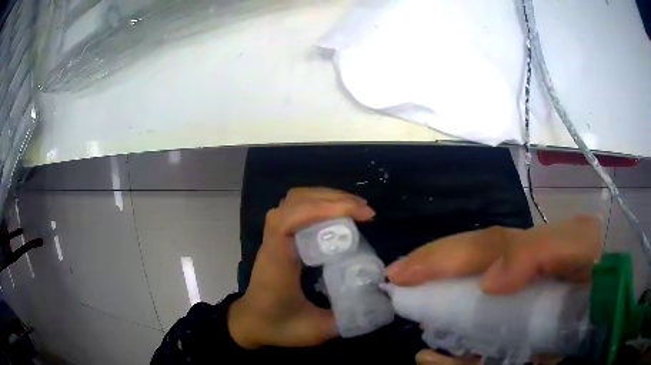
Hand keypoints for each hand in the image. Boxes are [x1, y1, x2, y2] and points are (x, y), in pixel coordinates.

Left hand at [228, 187, 375, 348]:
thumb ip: (347, 318)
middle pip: (295, 201)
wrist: (249, 323)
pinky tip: (339, 215)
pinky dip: (320, 203)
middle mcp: (273, 241)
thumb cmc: (276, 326)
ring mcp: (274, 236)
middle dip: (333, 199)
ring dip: (327, 197)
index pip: (289, 220)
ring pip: (295, 200)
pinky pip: (297, 207)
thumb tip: (380, 301)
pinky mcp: (280, 237)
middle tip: (365, 212)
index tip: (358, 215)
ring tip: (356, 208)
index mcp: (277, 261)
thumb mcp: (315, 330)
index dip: (322, 209)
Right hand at [386, 215, 601, 363]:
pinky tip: (431, 358)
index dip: (441, 256)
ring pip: (466, 314)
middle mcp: (513, 281)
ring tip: (418, 326)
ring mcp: (510, 314)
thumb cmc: (593, 272)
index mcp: (528, 253)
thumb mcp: (578, 244)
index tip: (404, 272)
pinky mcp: (511, 344)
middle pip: (466, 276)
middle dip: (430, 275)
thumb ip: (539, 250)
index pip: (478, 248)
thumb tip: (488, 282)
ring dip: (438, 318)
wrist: (602, 312)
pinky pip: (477, 353)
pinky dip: (451, 360)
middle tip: (397, 285)